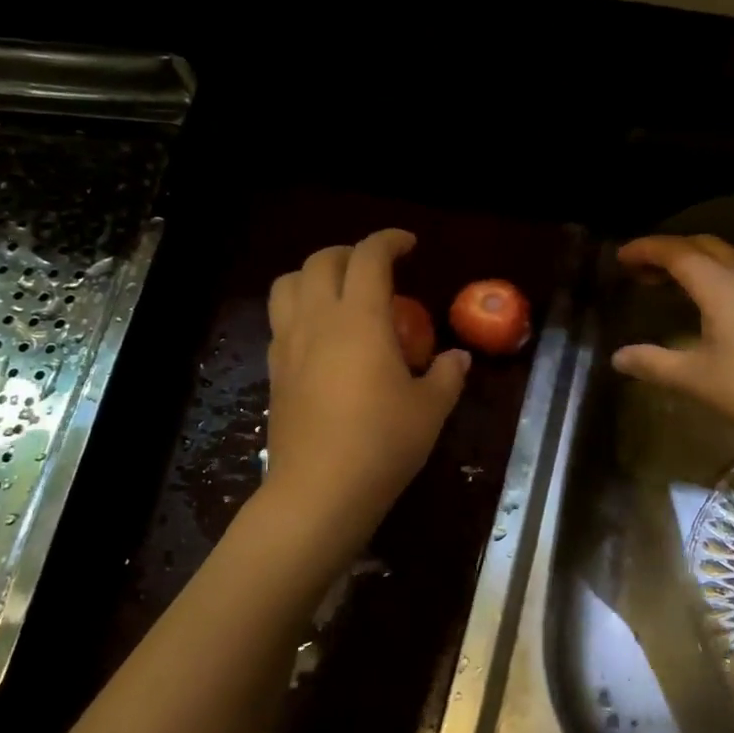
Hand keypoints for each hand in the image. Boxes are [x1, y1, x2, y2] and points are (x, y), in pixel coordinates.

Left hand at [266, 229, 468, 541]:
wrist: (320, 491)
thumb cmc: (383, 443)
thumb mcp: (430, 409)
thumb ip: (447, 375)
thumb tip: (458, 358)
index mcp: (359, 319)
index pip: (368, 258)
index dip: (389, 241)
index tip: (408, 245)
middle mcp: (317, 321)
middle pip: (320, 261)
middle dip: (349, 253)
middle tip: (376, 269)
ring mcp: (288, 346)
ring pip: (287, 285)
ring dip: (313, 276)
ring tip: (339, 294)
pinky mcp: (275, 372)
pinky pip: (280, 321)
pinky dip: (300, 311)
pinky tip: (322, 339)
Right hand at [611, 235, 733, 451]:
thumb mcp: (695, 379)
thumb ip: (654, 363)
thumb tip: (618, 356)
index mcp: (720, 287)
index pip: (678, 253)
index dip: (647, 249)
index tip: (621, 256)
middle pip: (705, 246)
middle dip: (670, 251)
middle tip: (643, 270)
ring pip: (733, 253)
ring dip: (704, 255)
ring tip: (683, 277)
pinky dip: (727, 269)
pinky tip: (722, 299)